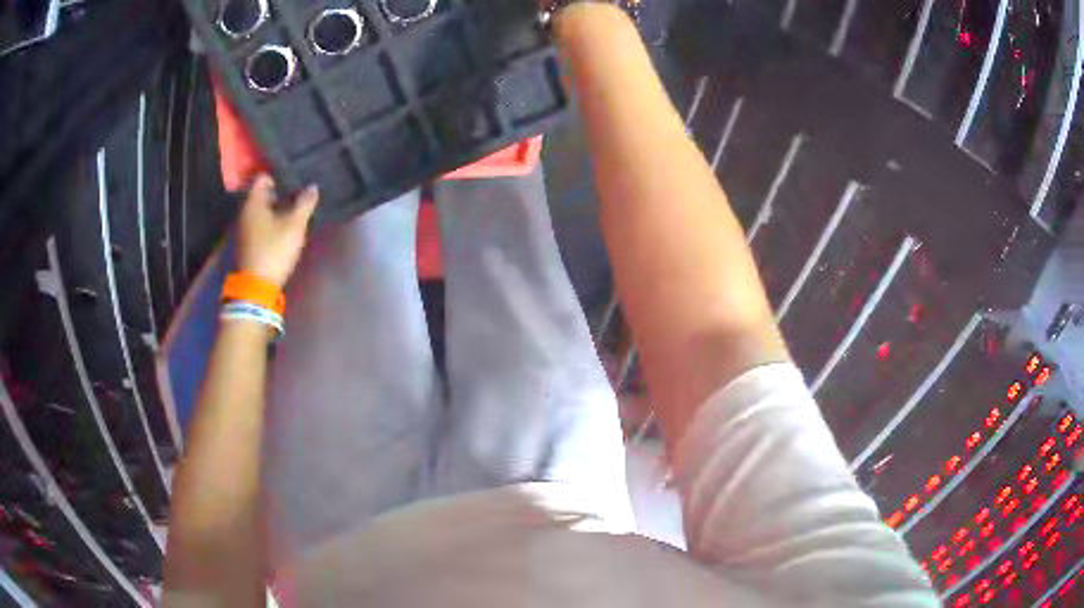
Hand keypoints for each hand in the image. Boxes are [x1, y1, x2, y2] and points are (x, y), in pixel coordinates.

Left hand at [237, 175, 318, 286]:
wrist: (257, 286)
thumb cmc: (274, 250)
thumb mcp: (294, 226)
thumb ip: (305, 203)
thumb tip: (313, 187)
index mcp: (254, 202)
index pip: (264, 177)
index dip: (280, 173)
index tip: (296, 175)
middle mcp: (246, 211)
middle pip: (264, 192)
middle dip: (282, 189)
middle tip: (301, 188)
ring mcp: (246, 227)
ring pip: (264, 208)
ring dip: (279, 205)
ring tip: (298, 204)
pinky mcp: (250, 240)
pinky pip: (262, 221)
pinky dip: (274, 218)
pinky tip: (288, 221)